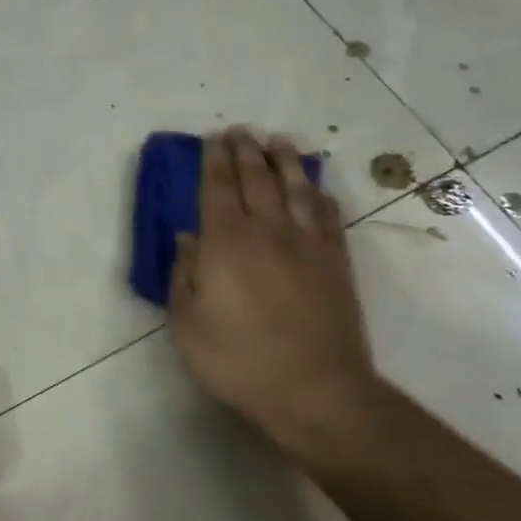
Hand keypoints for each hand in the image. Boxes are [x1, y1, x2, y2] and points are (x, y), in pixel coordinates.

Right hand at [167, 129, 381, 462]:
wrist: (315, 389)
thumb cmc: (238, 360)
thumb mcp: (187, 324)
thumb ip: (183, 275)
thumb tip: (186, 237)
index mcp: (225, 243)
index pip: (217, 188)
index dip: (213, 160)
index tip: (212, 139)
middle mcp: (267, 231)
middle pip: (256, 179)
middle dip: (245, 151)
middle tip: (240, 131)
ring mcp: (307, 243)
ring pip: (295, 188)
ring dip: (284, 161)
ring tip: (276, 141)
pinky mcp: (336, 260)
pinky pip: (326, 214)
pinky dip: (318, 193)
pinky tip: (314, 187)